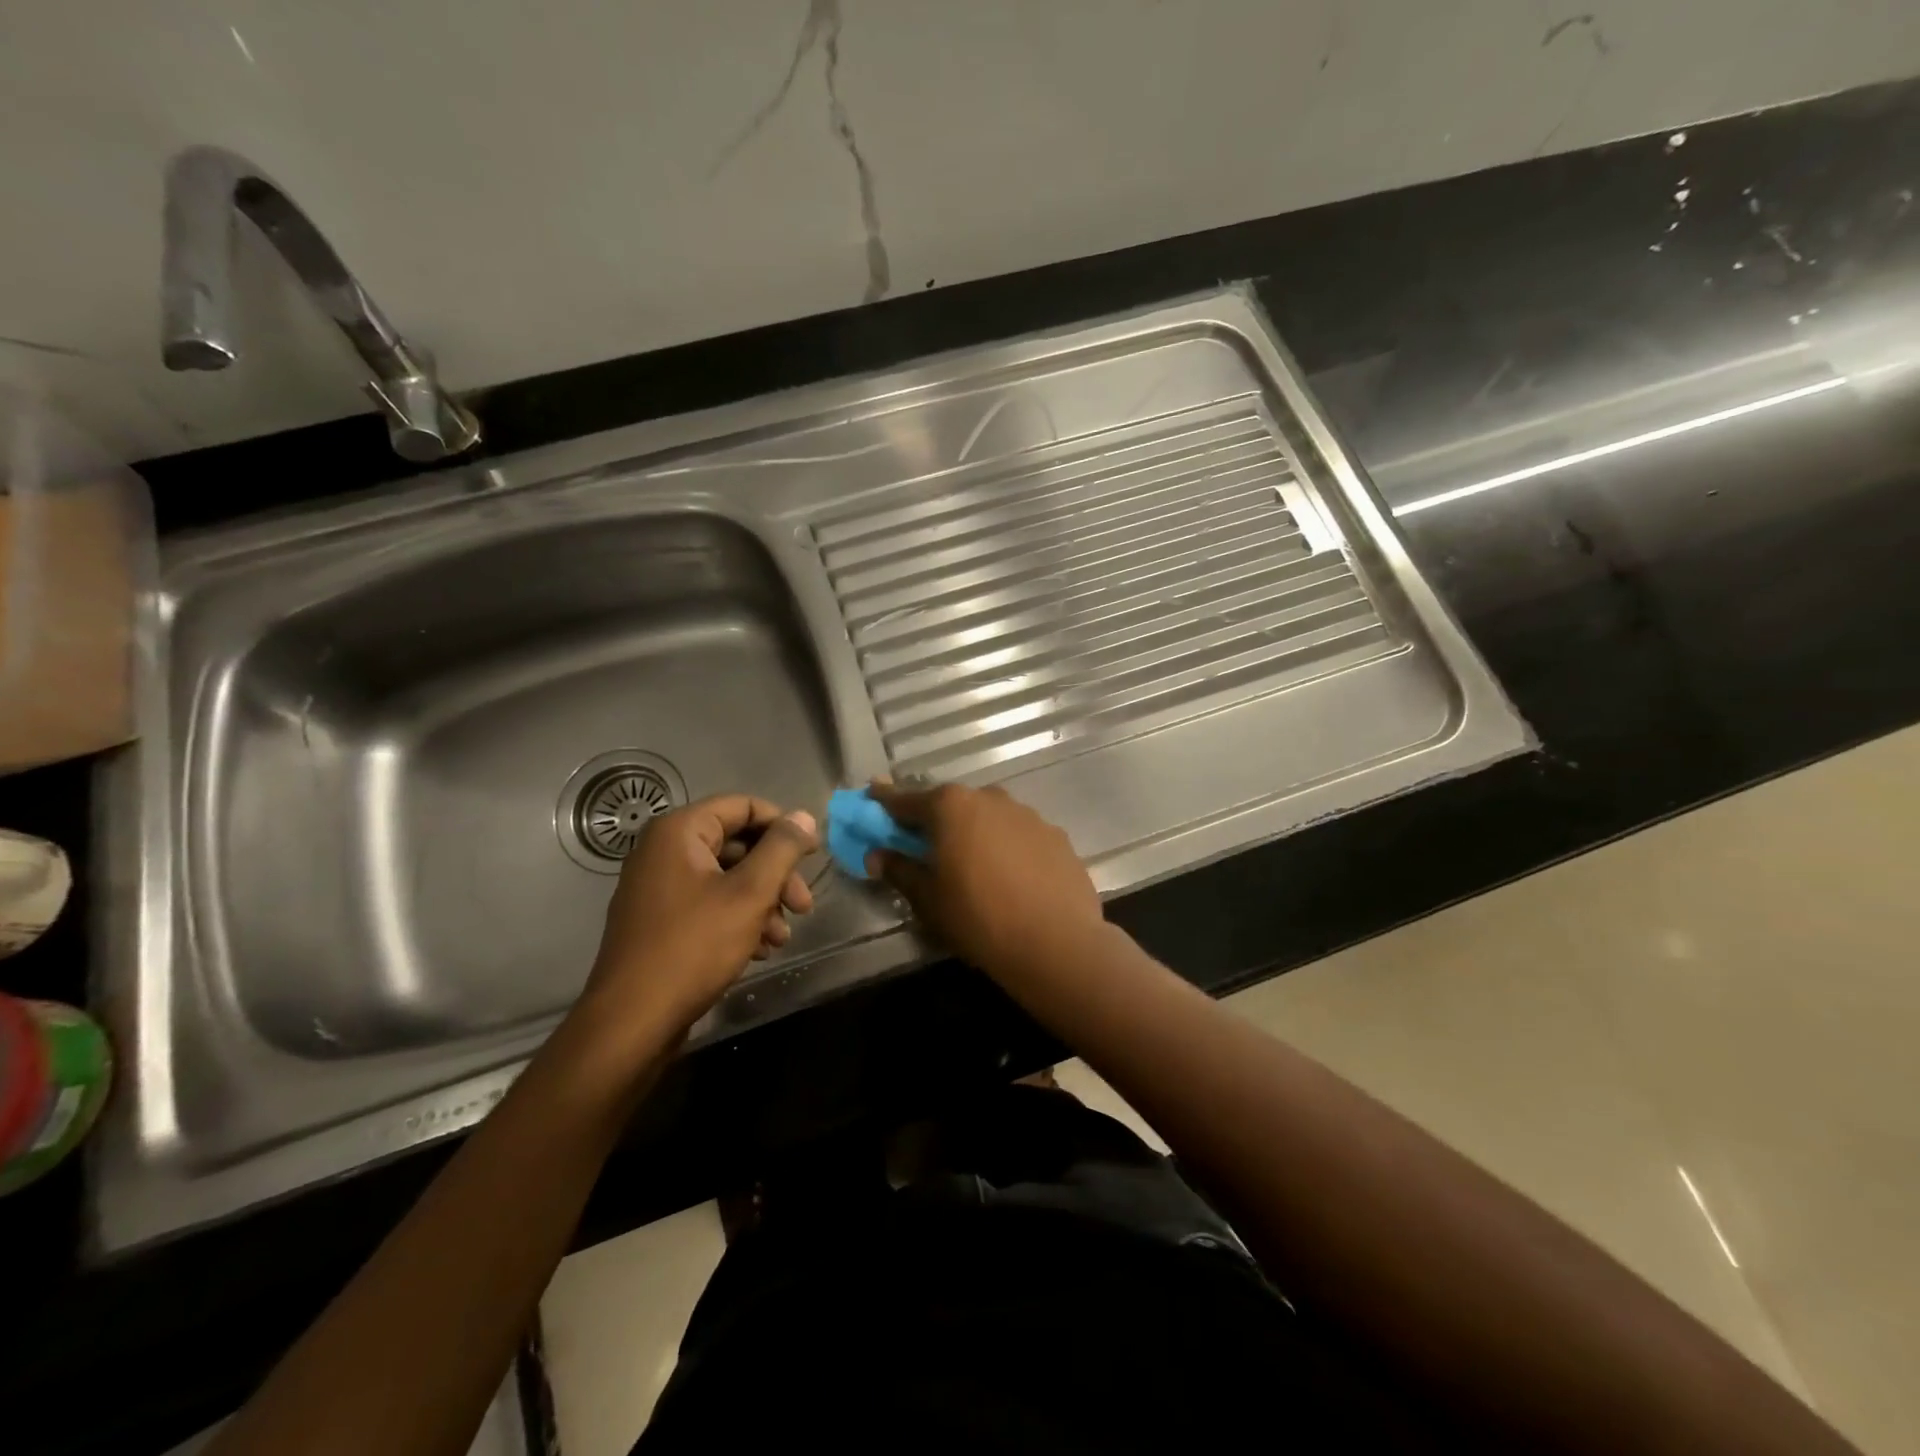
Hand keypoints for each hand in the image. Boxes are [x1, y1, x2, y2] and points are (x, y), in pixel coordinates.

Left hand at [583, 795, 817, 1043]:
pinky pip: (708, 903)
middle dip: (776, 874)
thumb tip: (804, 816)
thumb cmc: (693, 947)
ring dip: (762, 902)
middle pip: (737, 844)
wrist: (632, 1021)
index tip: (813, 855)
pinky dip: (738, 919)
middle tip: (803, 906)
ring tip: (782, 937)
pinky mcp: (659, 921)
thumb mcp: (749, 894)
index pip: (743, 807)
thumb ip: (782, 849)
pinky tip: (759, 949)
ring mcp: (658, 887)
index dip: (783, 826)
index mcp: (679, 832)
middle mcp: (663, 851)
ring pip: (727, 878)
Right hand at [869, 781, 1103, 975]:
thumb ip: (899, 870)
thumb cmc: (979, 918)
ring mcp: (1027, 814)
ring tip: (971, 865)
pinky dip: (1006, 847)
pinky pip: (1018, 835)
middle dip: (934, 820)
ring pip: (988, 817)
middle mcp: (989, 798)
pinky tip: (1009, 877)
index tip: (871, 795)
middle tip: (923, 842)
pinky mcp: (1055, 835)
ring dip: (974, 832)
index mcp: (951, 806)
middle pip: (951, 804)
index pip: (906, 799)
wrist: (1056, 942)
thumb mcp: (928, 899)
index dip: (885, 801)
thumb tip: (876, 855)